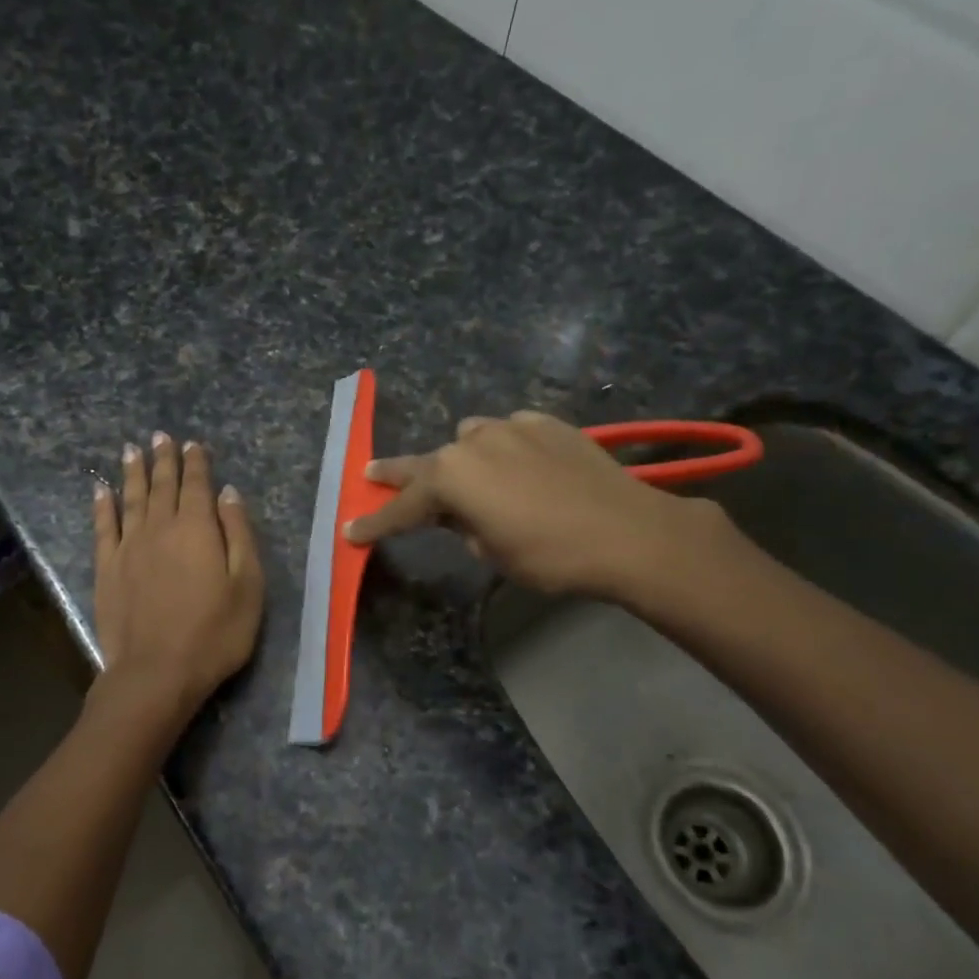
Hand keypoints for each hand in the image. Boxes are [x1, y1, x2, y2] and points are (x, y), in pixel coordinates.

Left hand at [93, 433, 263, 715]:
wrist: (157, 672)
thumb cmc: (215, 633)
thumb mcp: (247, 585)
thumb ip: (239, 535)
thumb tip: (228, 494)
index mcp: (198, 529)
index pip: (197, 485)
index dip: (196, 463)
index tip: (193, 444)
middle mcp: (160, 528)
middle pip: (162, 485)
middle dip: (163, 459)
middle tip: (160, 436)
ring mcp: (129, 547)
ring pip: (131, 499)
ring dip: (133, 472)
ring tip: (132, 450)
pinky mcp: (107, 569)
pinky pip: (104, 527)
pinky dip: (103, 505)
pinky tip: (101, 490)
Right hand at [344, 410, 741, 607]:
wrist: (626, 532)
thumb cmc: (549, 555)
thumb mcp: (492, 554)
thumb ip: (464, 527)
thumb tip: (462, 515)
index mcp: (451, 478)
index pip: (402, 507)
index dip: (376, 524)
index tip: (352, 533)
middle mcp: (473, 443)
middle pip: (424, 462)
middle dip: (397, 474)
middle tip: (372, 475)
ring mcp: (511, 427)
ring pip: (470, 438)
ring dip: (463, 459)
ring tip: (474, 479)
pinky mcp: (546, 423)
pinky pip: (511, 432)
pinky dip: (506, 449)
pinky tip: (522, 467)